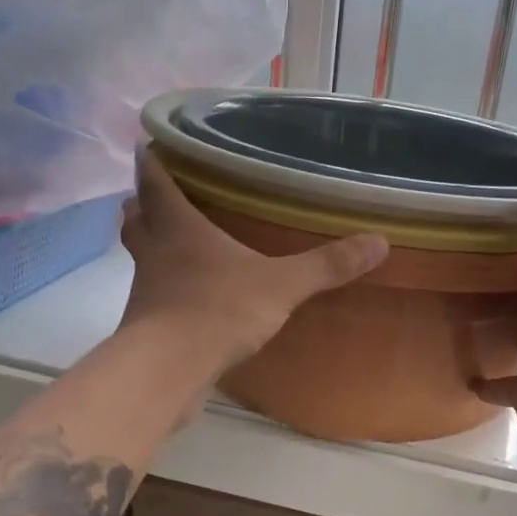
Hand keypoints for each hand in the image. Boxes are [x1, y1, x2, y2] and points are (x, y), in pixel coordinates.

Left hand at [119, 150, 388, 372]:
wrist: (168, 372)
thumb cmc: (218, 310)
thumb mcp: (281, 285)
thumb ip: (326, 265)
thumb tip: (379, 242)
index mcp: (178, 227)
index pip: (154, 180)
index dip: (152, 159)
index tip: (151, 143)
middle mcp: (155, 252)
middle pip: (137, 216)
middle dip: (145, 202)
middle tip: (162, 194)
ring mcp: (146, 290)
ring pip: (142, 256)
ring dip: (153, 245)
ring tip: (178, 243)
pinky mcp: (145, 326)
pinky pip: (153, 296)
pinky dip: (165, 289)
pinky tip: (190, 298)